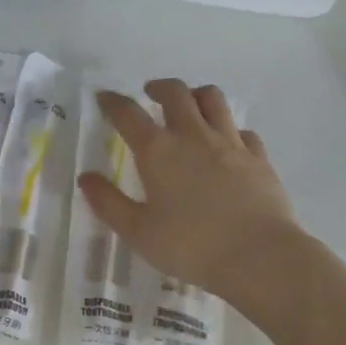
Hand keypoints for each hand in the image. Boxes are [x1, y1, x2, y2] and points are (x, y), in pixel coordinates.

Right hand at [78, 79, 300, 303]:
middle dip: (159, 88)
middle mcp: (194, 136)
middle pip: (176, 93)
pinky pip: (243, 131)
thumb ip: (109, 203)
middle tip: (150, 94)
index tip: (104, 98)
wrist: (258, 256)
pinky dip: (230, 129)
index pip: (129, 115)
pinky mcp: (259, 158)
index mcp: (158, 152)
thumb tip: (86, 178)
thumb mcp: (138, 232)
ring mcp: (231, 143)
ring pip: (213, 100)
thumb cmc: (190, 246)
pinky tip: (228, 143)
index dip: (113, 103)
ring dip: (197, 95)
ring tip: (190, 104)